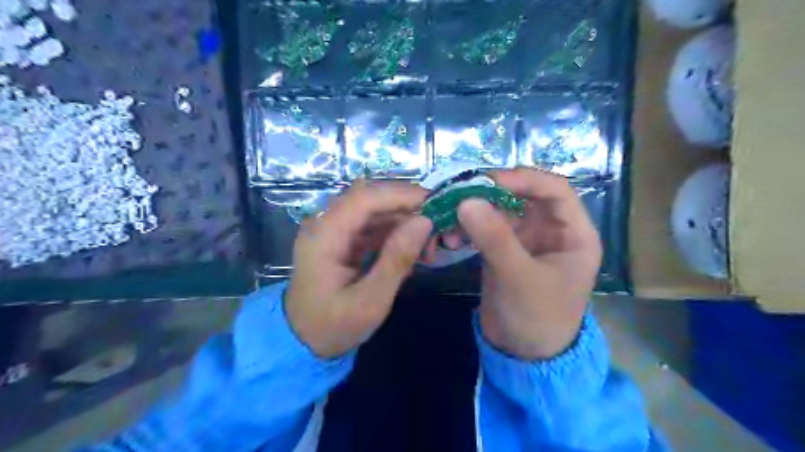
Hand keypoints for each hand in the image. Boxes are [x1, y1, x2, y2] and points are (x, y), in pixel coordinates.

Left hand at [285, 181, 433, 359]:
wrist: (302, 342)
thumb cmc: (333, 327)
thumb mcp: (370, 301)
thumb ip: (397, 260)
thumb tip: (424, 222)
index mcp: (324, 236)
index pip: (364, 198)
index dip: (400, 195)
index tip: (434, 204)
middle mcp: (325, 224)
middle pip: (370, 198)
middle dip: (406, 208)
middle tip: (436, 228)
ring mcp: (332, 231)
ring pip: (374, 211)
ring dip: (403, 222)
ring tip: (428, 247)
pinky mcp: (341, 239)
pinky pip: (371, 226)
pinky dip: (395, 233)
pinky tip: (411, 251)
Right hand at [451, 166, 599, 359]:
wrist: (523, 356)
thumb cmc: (537, 318)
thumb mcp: (519, 278)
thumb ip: (495, 238)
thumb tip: (466, 200)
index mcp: (574, 233)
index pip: (554, 189)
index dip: (524, 179)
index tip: (488, 180)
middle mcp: (552, 230)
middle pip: (523, 196)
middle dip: (491, 194)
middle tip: (459, 195)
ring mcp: (526, 240)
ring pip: (500, 211)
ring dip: (475, 212)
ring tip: (449, 220)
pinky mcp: (505, 250)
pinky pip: (486, 228)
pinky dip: (468, 228)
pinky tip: (451, 237)